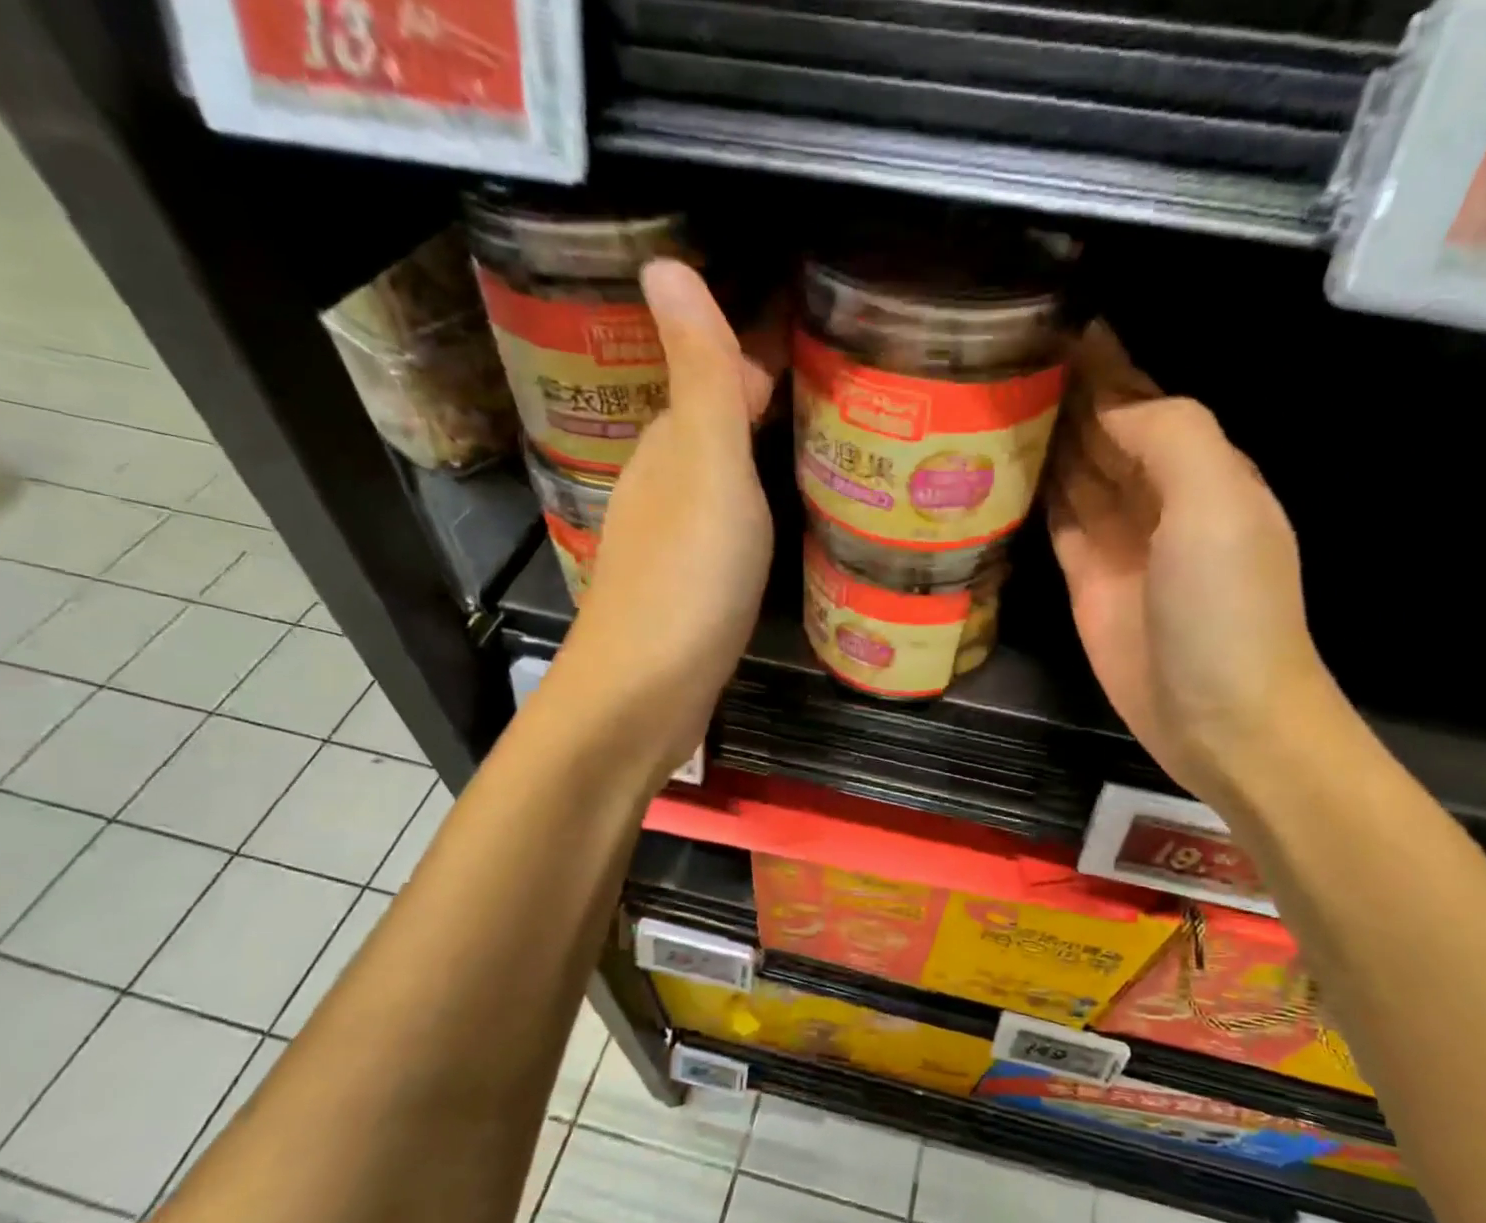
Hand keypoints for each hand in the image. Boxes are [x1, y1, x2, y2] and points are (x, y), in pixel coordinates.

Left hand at [552, 261, 781, 778]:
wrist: (643, 698)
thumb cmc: (686, 580)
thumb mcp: (706, 470)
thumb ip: (701, 379)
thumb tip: (665, 262)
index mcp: (670, 449)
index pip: (709, 378)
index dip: (754, 356)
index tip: (818, 344)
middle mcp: (663, 489)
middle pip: (714, 429)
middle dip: (764, 407)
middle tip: (841, 404)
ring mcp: (672, 545)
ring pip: (719, 484)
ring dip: (760, 463)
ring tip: (825, 457)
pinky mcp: (686, 594)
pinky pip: (724, 533)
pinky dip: (753, 517)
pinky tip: (780, 530)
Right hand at [1047, 322, 1338, 803]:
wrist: (1219, 715)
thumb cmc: (1228, 608)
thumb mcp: (1216, 504)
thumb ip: (1170, 436)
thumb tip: (1110, 405)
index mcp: (1201, 467)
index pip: (1143, 399)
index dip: (1103, 364)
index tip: (1051, 324)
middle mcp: (1158, 497)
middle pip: (1104, 432)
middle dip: (1064, 394)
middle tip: (1001, 356)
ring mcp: (1119, 542)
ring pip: (1075, 472)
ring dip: (1043, 438)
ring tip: (989, 399)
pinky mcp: (1086, 582)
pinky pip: (1055, 521)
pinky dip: (1033, 492)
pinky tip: (1001, 466)